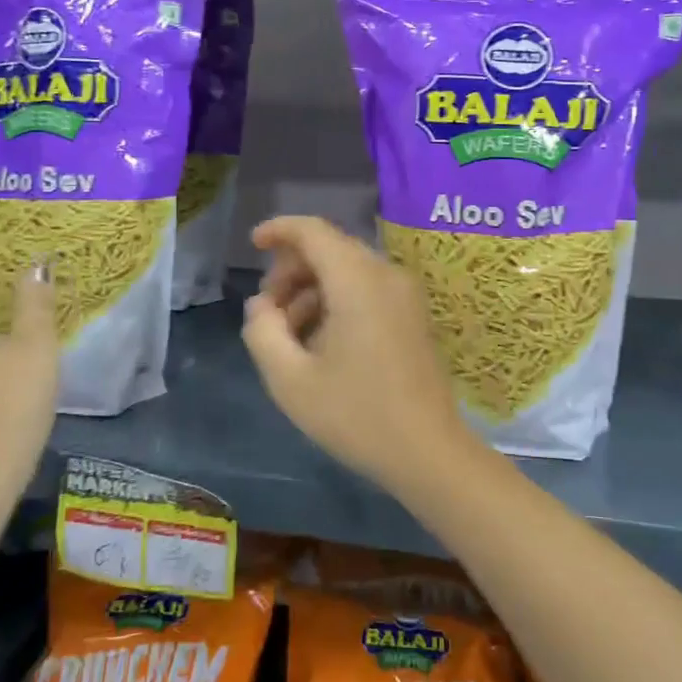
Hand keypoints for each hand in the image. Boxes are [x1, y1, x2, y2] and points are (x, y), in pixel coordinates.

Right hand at [241, 215, 478, 493]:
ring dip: (312, 290)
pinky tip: (321, 342)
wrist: (428, 451)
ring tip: (290, 336)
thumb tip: (261, 306)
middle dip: (291, 270)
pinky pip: (367, 289)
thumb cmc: (356, 415)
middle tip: (268, 312)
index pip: (314, 231)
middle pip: (330, 249)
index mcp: (357, 281)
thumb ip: (263, 331)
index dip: (279, 230)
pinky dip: (337, 300)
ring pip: (348, 270)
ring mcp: (405, 294)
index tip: (253, 245)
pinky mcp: (413, 315)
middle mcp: (386, 275)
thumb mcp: (290, 380)